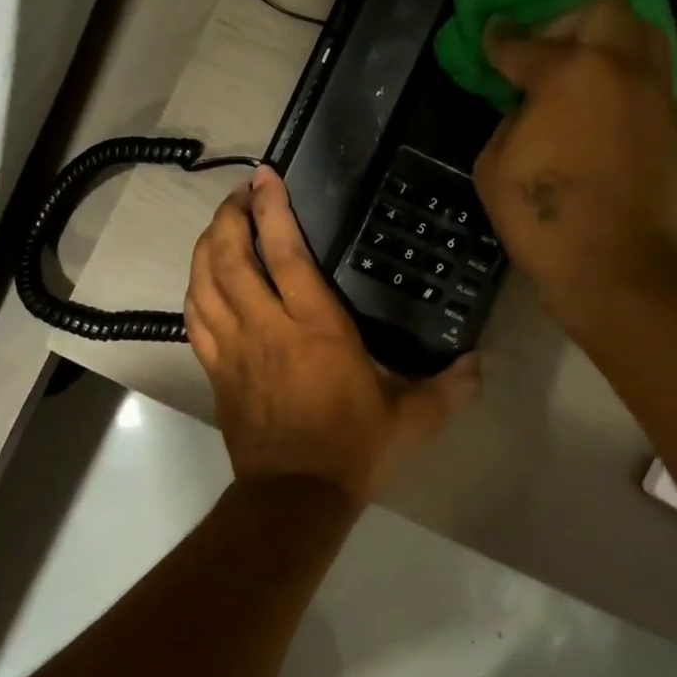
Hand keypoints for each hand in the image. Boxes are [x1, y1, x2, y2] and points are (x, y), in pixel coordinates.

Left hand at [185, 167, 479, 505]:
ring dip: (206, 247)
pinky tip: (202, 280)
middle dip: (229, 218)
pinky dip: (195, 291)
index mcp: (315, 328)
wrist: (295, 498)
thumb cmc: (354, 449)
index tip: (265, 178)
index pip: (285, 254)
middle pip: (230, 258)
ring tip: (219, 227)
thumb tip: (483, 362)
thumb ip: (451, 387)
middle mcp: (267, 328)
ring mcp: (233, 349)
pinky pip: (194, 320)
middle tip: (239, 196)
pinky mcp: (216, 371)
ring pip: (204, 284)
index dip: (272, 210)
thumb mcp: (413, 419)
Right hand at [472, 0, 676, 339]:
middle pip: (603, 8)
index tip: (492, 36)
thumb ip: (508, 121)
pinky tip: (601, 105)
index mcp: (569, 72)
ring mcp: (653, 92)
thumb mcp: (494, 166)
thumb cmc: (543, 217)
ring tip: (582, 71)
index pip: (525, 43)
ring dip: (608, 40)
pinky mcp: (671, 122)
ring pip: (641, 33)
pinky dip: (624, 77)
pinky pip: (650, 75)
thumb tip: (528, 110)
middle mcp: (620, 66)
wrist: (614, 262)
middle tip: (546, 52)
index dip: (501, 40)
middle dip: (567, 21)